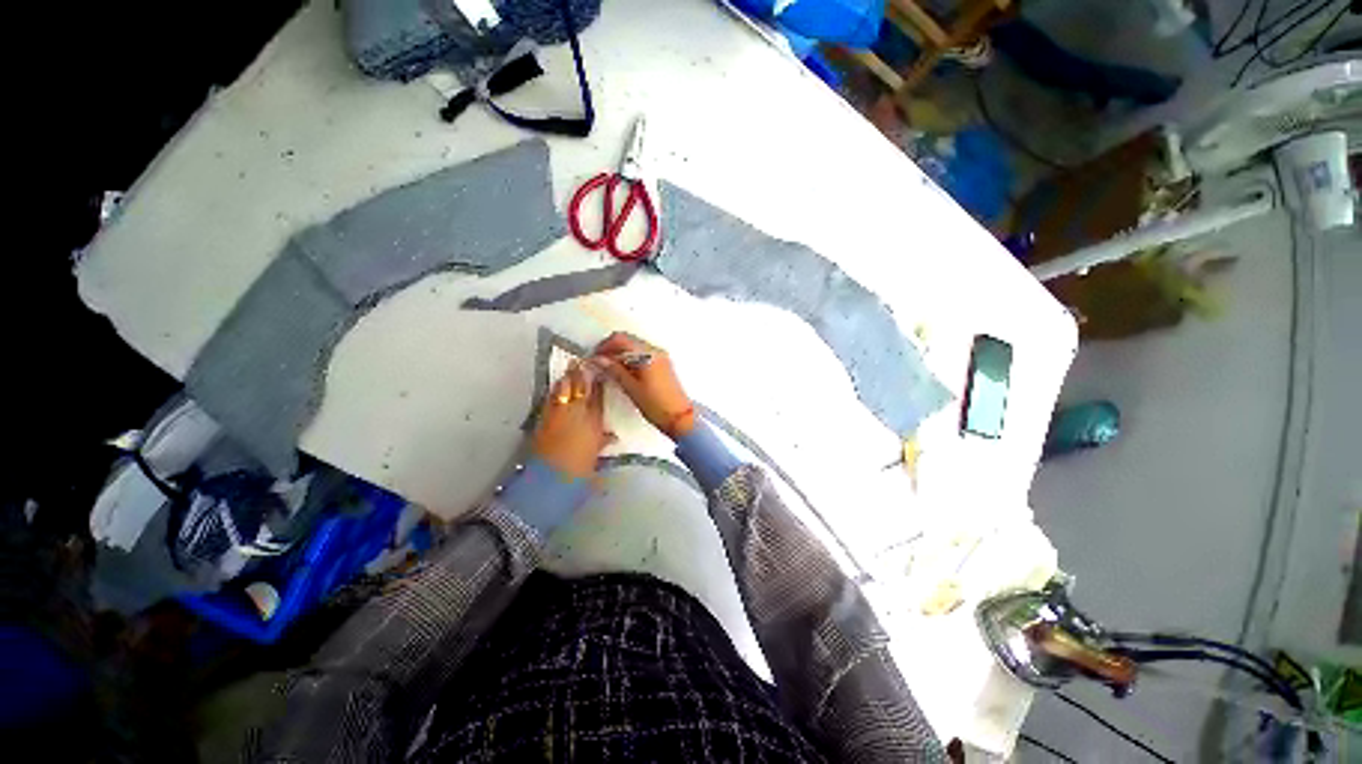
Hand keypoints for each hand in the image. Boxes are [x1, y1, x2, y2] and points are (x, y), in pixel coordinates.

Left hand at [531, 361, 613, 477]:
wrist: (552, 476)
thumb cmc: (580, 468)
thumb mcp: (596, 454)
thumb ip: (603, 441)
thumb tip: (612, 437)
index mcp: (595, 421)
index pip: (598, 397)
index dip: (599, 383)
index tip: (600, 373)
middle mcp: (578, 413)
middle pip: (581, 388)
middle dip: (582, 374)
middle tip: (583, 361)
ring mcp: (560, 413)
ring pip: (565, 389)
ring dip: (568, 378)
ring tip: (570, 367)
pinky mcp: (544, 417)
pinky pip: (552, 398)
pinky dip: (556, 390)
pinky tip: (557, 385)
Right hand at [593, 332, 695, 438]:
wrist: (680, 417)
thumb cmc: (656, 405)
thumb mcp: (631, 388)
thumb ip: (614, 370)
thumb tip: (598, 360)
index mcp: (647, 354)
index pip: (620, 339)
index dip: (604, 346)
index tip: (594, 357)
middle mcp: (656, 351)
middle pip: (628, 340)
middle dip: (611, 349)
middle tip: (598, 363)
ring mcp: (661, 357)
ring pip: (635, 347)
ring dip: (621, 354)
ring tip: (609, 369)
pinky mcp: (663, 365)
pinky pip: (643, 355)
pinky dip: (631, 359)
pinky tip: (623, 372)